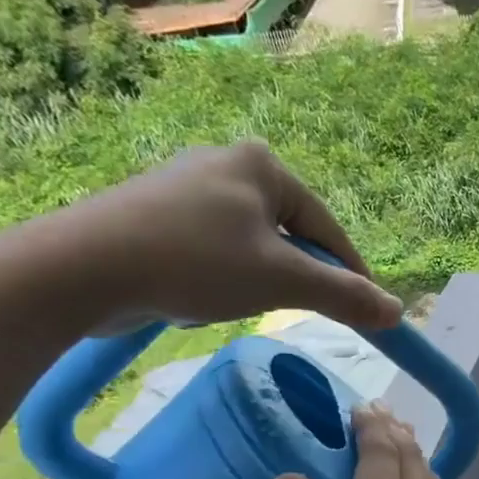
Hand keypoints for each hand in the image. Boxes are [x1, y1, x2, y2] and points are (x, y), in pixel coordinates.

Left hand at [30, 140, 402, 333]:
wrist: (81, 269)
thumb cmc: (196, 262)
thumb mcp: (283, 282)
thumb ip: (344, 296)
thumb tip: (397, 313)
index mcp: (263, 165)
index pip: (328, 229)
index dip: (351, 275)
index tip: (367, 313)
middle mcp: (227, 164)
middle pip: (290, 238)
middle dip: (289, 280)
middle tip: (283, 308)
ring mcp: (187, 188)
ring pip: (252, 250)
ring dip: (250, 284)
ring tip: (222, 302)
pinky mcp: (157, 215)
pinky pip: (214, 254)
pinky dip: (215, 281)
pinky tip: (190, 296)